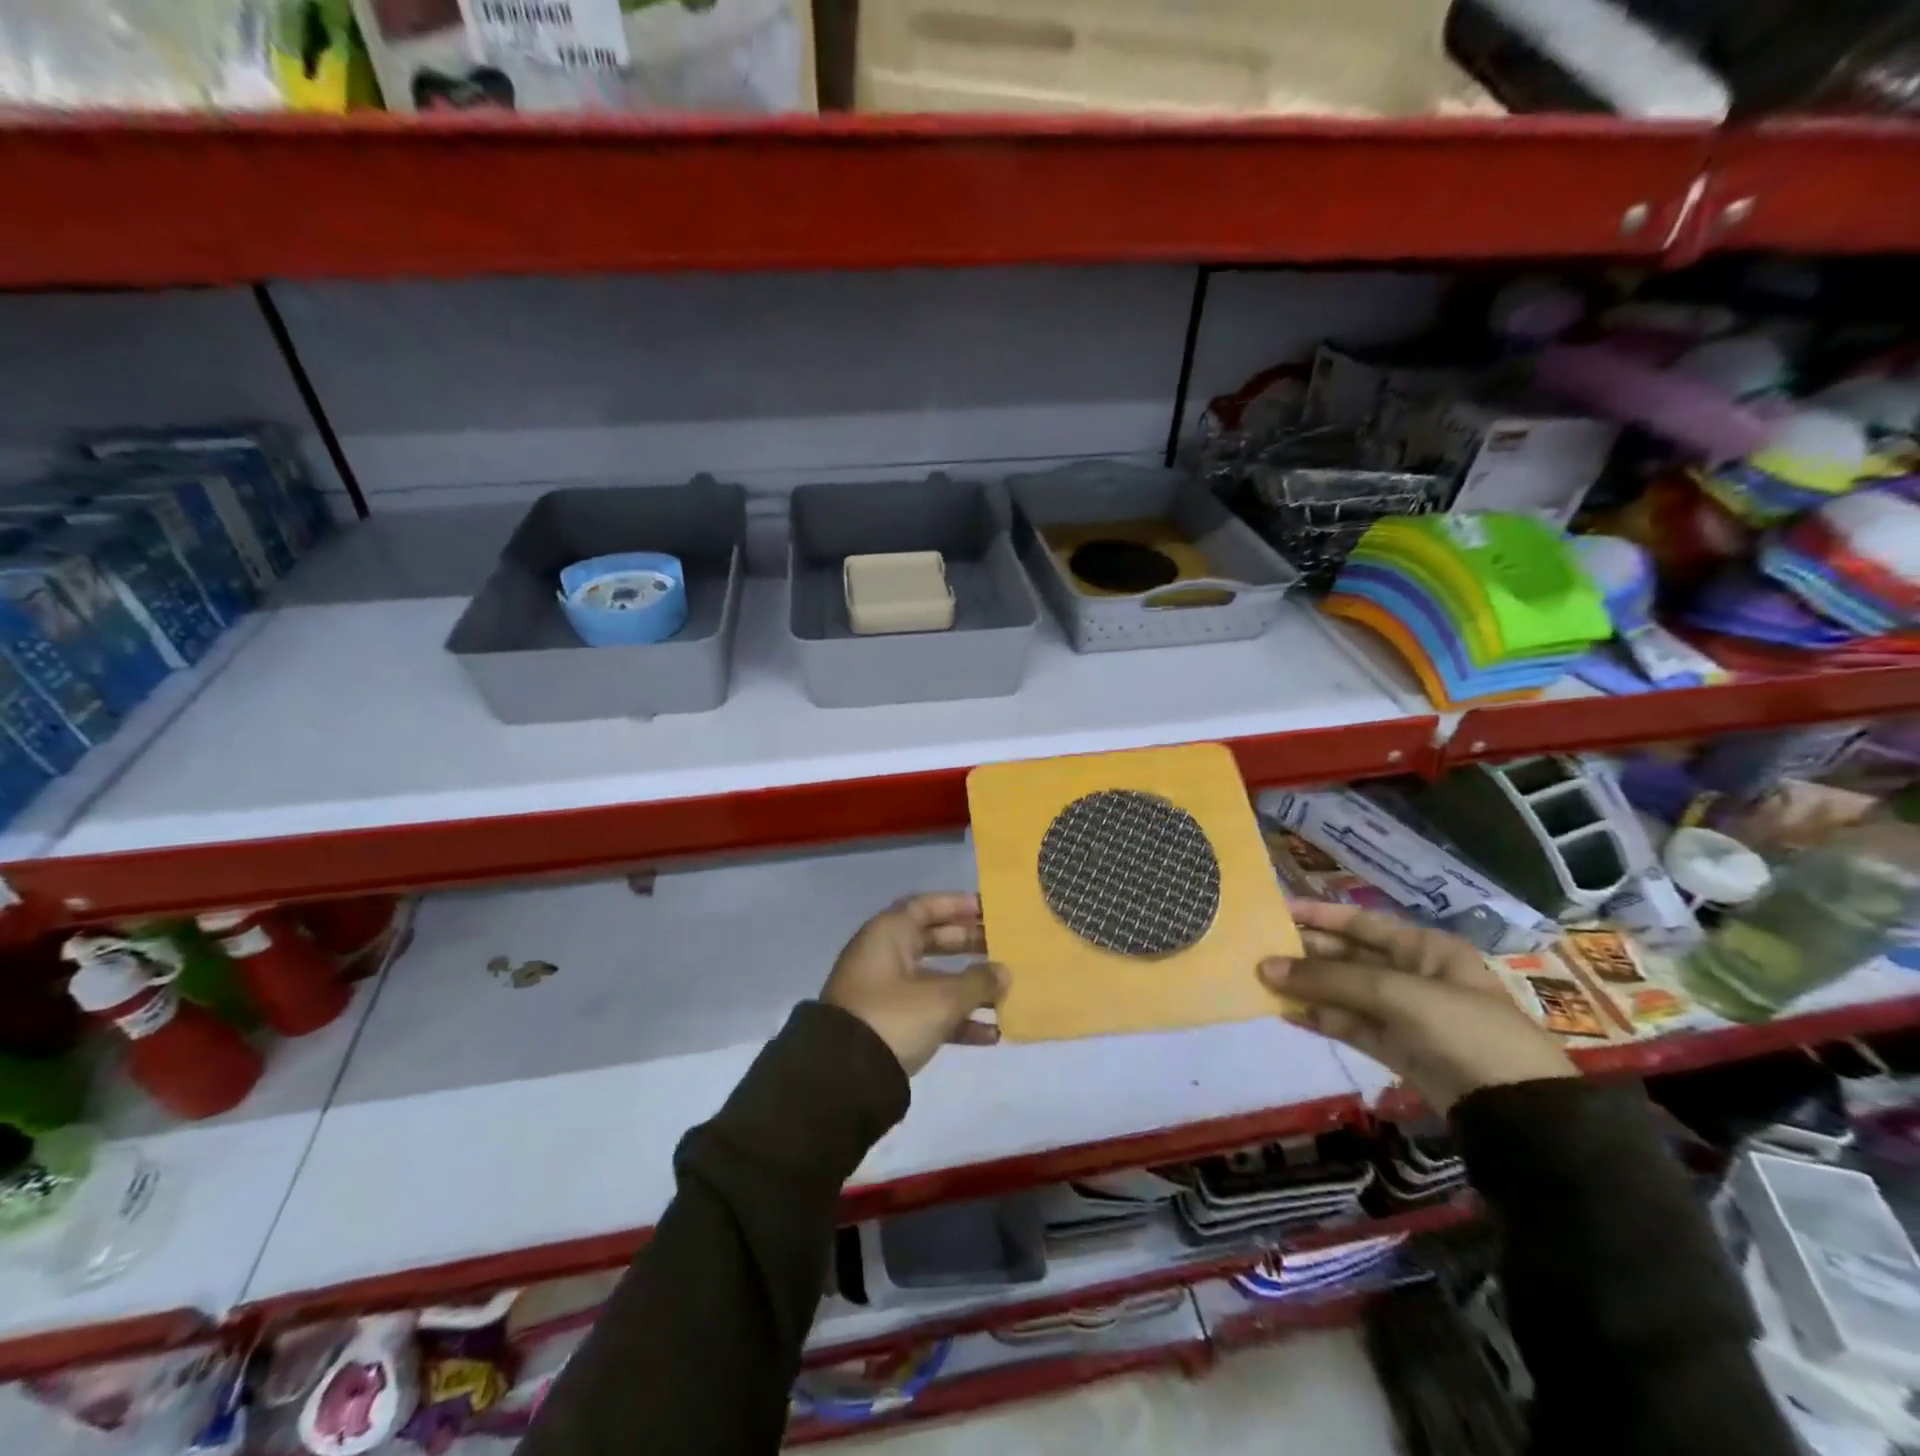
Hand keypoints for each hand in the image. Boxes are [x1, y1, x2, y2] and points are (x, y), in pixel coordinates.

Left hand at [822, 894, 1008, 1076]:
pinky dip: (956, 1019)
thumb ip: (978, 982)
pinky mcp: (888, 1025)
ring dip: (969, 987)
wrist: (843, 1077)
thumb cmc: (893, 1017)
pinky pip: (928, 1012)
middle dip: (970, 945)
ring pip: (934, 979)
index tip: (990, 910)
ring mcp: (885, 992)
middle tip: (1005, 947)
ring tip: (1007, 993)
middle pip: (934, 940)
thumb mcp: (942, 999)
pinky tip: (991, 1034)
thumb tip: (1004, 972)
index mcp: (889, 934)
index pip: (927, 906)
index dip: (958, 905)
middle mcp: (884, 955)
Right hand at [1260, 901, 1575, 1113]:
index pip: (1360, 922)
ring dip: (1308, 986)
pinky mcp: (1398, 1049)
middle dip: (1307, 952)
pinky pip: (1351, 1024)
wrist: (1517, 1111)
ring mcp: (1406, 1014)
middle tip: (1259, 949)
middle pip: (1349, 955)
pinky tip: (1287, 1012)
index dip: (1318, 914)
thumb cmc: (1462, 1028)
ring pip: (1345, 991)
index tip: (1274, 910)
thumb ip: (1329, 979)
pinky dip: (1321, 1018)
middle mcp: (1413, 974)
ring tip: (1263, 981)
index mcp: (1424, 948)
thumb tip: (1265, 967)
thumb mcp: (1395, 993)